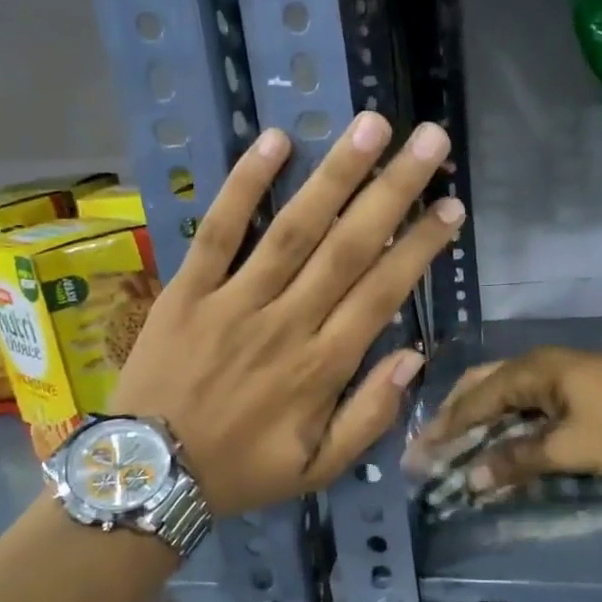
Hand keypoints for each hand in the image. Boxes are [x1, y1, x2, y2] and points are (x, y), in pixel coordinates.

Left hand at [111, 112, 460, 517]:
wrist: (150, 475)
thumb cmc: (241, 472)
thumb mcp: (319, 469)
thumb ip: (370, 416)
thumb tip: (413, 356)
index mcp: (322, 367)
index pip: (382, 293)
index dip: (420, 247)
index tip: (451, 208)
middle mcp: (286, 323)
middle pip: (348, 247)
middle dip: (393, 190)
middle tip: (429, 141)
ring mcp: (233, 301)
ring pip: (293, 228)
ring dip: (335, 174)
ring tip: (370, 126)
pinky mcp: (187, 290)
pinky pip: (217, 231)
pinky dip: (243, 185)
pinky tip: (274, 141)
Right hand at [404, 348, 601, 490]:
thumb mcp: (572, 449)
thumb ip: (519, 461)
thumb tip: (472, 480)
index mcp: (530, 371)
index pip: (472, 401)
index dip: (443, 431)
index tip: (417, 456)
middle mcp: (537, 364)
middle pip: (481, 387)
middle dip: (454, 416)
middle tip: (432, 447)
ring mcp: (558, 371)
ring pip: (503, 391)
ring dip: (479, 417)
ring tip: (458, 444)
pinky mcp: (575, 384)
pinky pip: (525, 399)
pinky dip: (505, 418)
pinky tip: (501, 437)